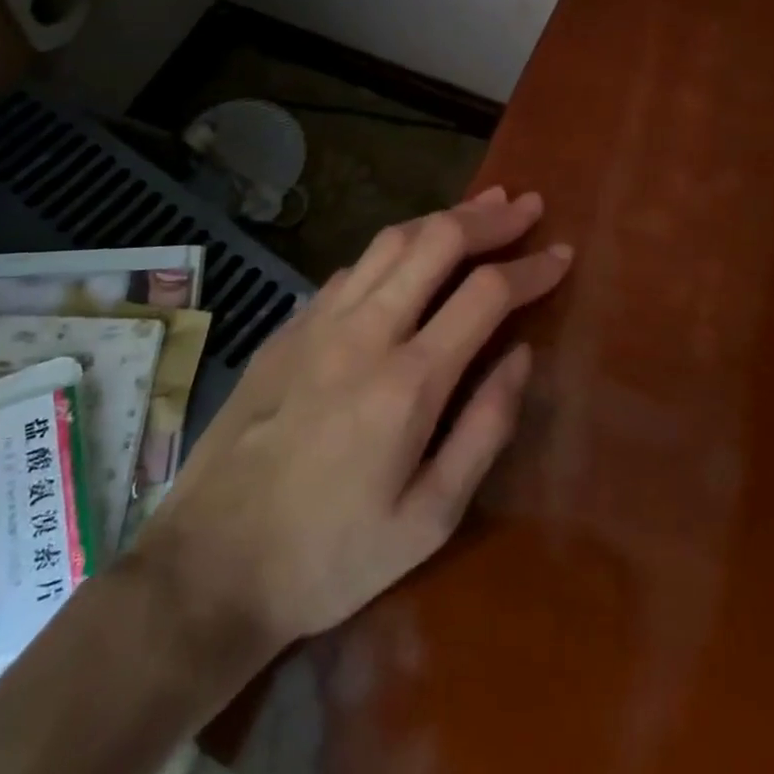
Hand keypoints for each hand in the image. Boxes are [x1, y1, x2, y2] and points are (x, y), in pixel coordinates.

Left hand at [135, 188, 571, 652]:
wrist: (210, 568)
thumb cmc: (332, 556)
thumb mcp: (431, 520)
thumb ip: (485, 429)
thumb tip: (522, 356)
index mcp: (409, 381)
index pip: (486, 293)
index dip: (532, 267)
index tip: (563, 254)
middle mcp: (364, 332)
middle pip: (436, 242)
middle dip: (490, 218)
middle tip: (527, 205)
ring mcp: (318, 323)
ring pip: (390, 241)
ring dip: (442, 217)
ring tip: (481, 207)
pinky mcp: (288, 328)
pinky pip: (353, 267)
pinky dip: (395, 247)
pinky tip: (410, 253)